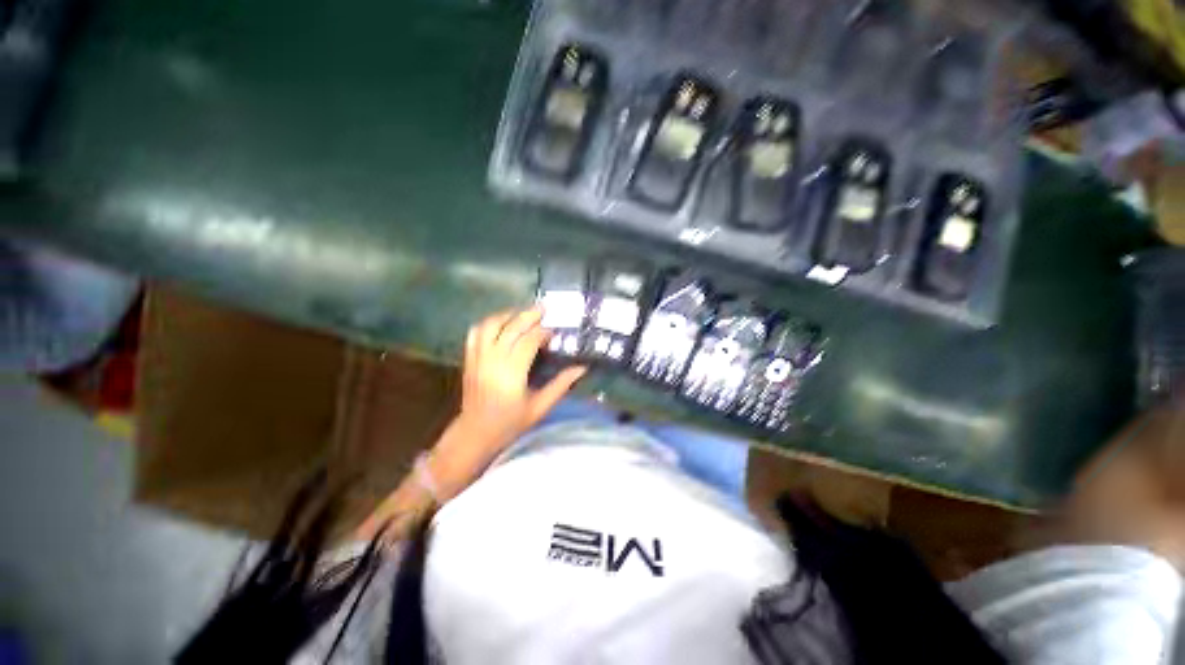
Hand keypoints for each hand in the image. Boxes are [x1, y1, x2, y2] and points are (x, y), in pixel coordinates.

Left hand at [428, 308, 585, 497]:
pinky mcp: (469, 359)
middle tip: (543, 307)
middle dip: (528, 315)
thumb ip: (561, 385)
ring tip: (523, 312)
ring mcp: (478, 358)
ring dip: (508, 314)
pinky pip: (475, 333)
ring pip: (490, 325)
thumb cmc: (511, 423)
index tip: (554, 330)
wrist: (475, 433)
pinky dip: (488, 323)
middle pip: (510, 328)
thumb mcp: (540, 407)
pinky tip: (501, 322)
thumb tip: (582, 367)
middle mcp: (493, 361)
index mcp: (512, 374)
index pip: (528, 341)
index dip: (543, 332)